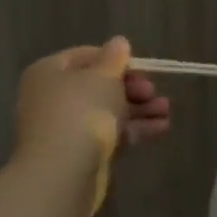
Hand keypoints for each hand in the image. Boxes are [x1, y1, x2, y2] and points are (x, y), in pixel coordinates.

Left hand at [14, 37, 170, 168]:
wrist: (63, 174)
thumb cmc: (81, 112)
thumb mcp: (103, 76)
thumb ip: (114, 58)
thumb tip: (118, 42)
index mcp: (49, 72)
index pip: (86, 56)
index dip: (116, 59)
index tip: (141, 68)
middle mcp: (52, 97)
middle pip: (98, 85)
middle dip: (132, 87)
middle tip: (153, 92)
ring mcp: (65, 128)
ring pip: (107, 111)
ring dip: (138, 109)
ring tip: (167, 110)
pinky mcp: (80, 154)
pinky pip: (110, 134)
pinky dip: (134, 130)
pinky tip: (161, 128)